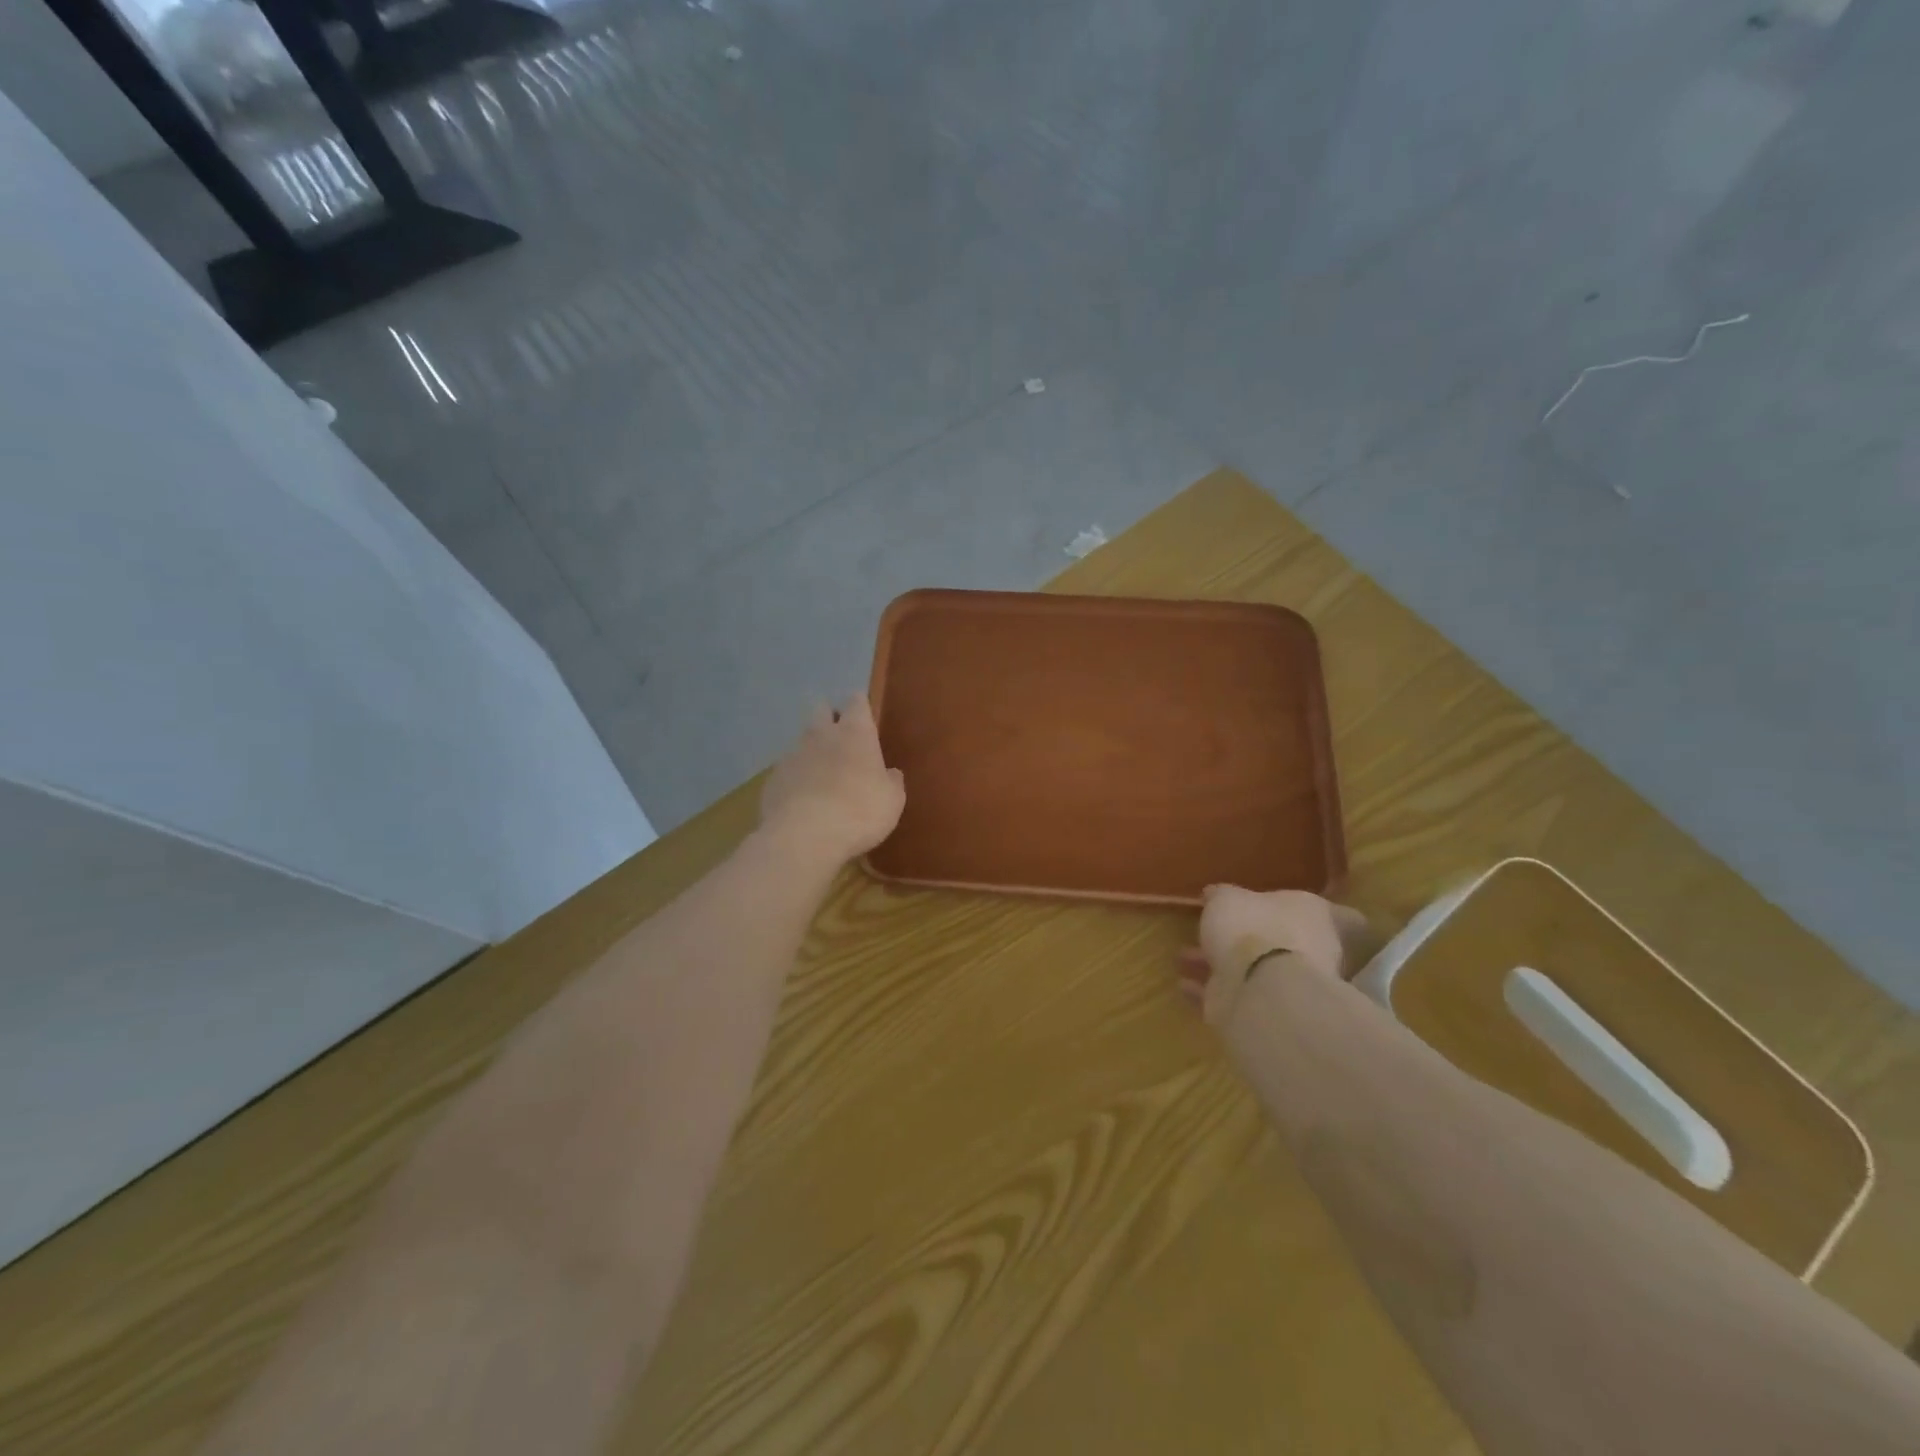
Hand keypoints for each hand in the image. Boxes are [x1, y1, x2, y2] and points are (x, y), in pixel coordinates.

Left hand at [759, 694, 905, 865]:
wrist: (805, 837)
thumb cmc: (860, 812)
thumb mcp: (892, 801)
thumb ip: (891, 781)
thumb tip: (890, 773)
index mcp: (855, 732)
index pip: (856, 702)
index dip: (860, 707)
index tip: (865, 719)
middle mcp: (821, 734)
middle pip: (821, 709)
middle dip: (830, 718)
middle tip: (841, 741)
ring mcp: (792, 754)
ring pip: (802, 740)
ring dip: (811, 750)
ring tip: (821, 776)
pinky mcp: (772, 778)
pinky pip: (786, 769)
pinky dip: (795, 778)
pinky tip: (802, 800)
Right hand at [1176, 886, 1368, 1028]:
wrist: (1261, 990)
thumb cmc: (1252, 928)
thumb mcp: (1226, 898)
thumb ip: (1222, 896)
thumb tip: (1216, 894)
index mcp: (1311, 915)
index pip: (1331, 913)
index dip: (1307, 912)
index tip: (1277, 910)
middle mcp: (1310, 949)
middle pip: (1283, 941)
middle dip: (1247, 938)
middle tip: (1215, 932)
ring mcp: (1290, 984)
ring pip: (1253, 969)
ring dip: (1220, 964)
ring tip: (1185, 957)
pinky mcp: (1267, 1012)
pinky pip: (1234, 996)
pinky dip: (1209, 991)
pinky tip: (1185, 984)